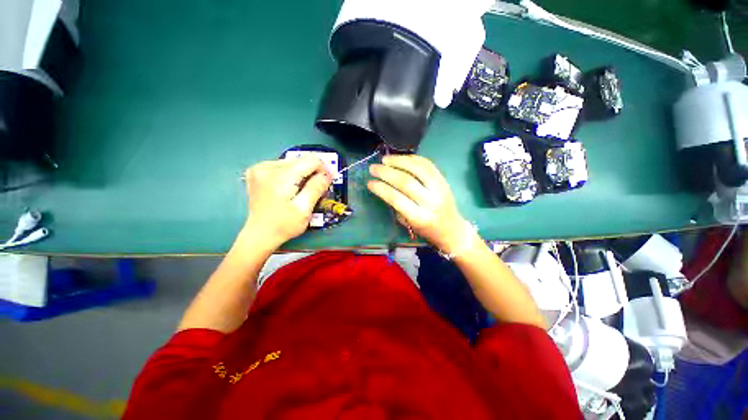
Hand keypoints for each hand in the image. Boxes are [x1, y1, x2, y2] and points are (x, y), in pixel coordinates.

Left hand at [243, 156, 331, 247]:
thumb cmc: (284, 225)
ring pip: (292, 162)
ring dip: (302, 174)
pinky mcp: (257, 172)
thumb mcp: (304, 209)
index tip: (327, 182)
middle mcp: (267, 167)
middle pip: (301, 160)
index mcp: (280, 176)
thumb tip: (327, 174)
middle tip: (316, 189)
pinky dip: (291, 175)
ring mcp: (260, 168)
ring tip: (302, 190)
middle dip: (313, 172)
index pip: (310, 160)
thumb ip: (316, 188)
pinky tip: (290, 188)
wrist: (259, 234)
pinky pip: (282, 166)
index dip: (323, 169)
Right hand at [368, 155, 471, 253]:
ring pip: (417, 169)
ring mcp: (440, 188)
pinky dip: (412, 159)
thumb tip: (383, 186)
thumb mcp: (409, 224)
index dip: (381, 189)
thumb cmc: (426, 230)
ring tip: (385, 159)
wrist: (452, 228)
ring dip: (399, 161)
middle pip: (406, 182)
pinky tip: (401, 158)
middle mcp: (431, 201)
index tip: (370, 183)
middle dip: (386, 173)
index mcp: (420, 217)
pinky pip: (427, 164)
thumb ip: (397, 206)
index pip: (397, 199)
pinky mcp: (444, 180)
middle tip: (373, 168)